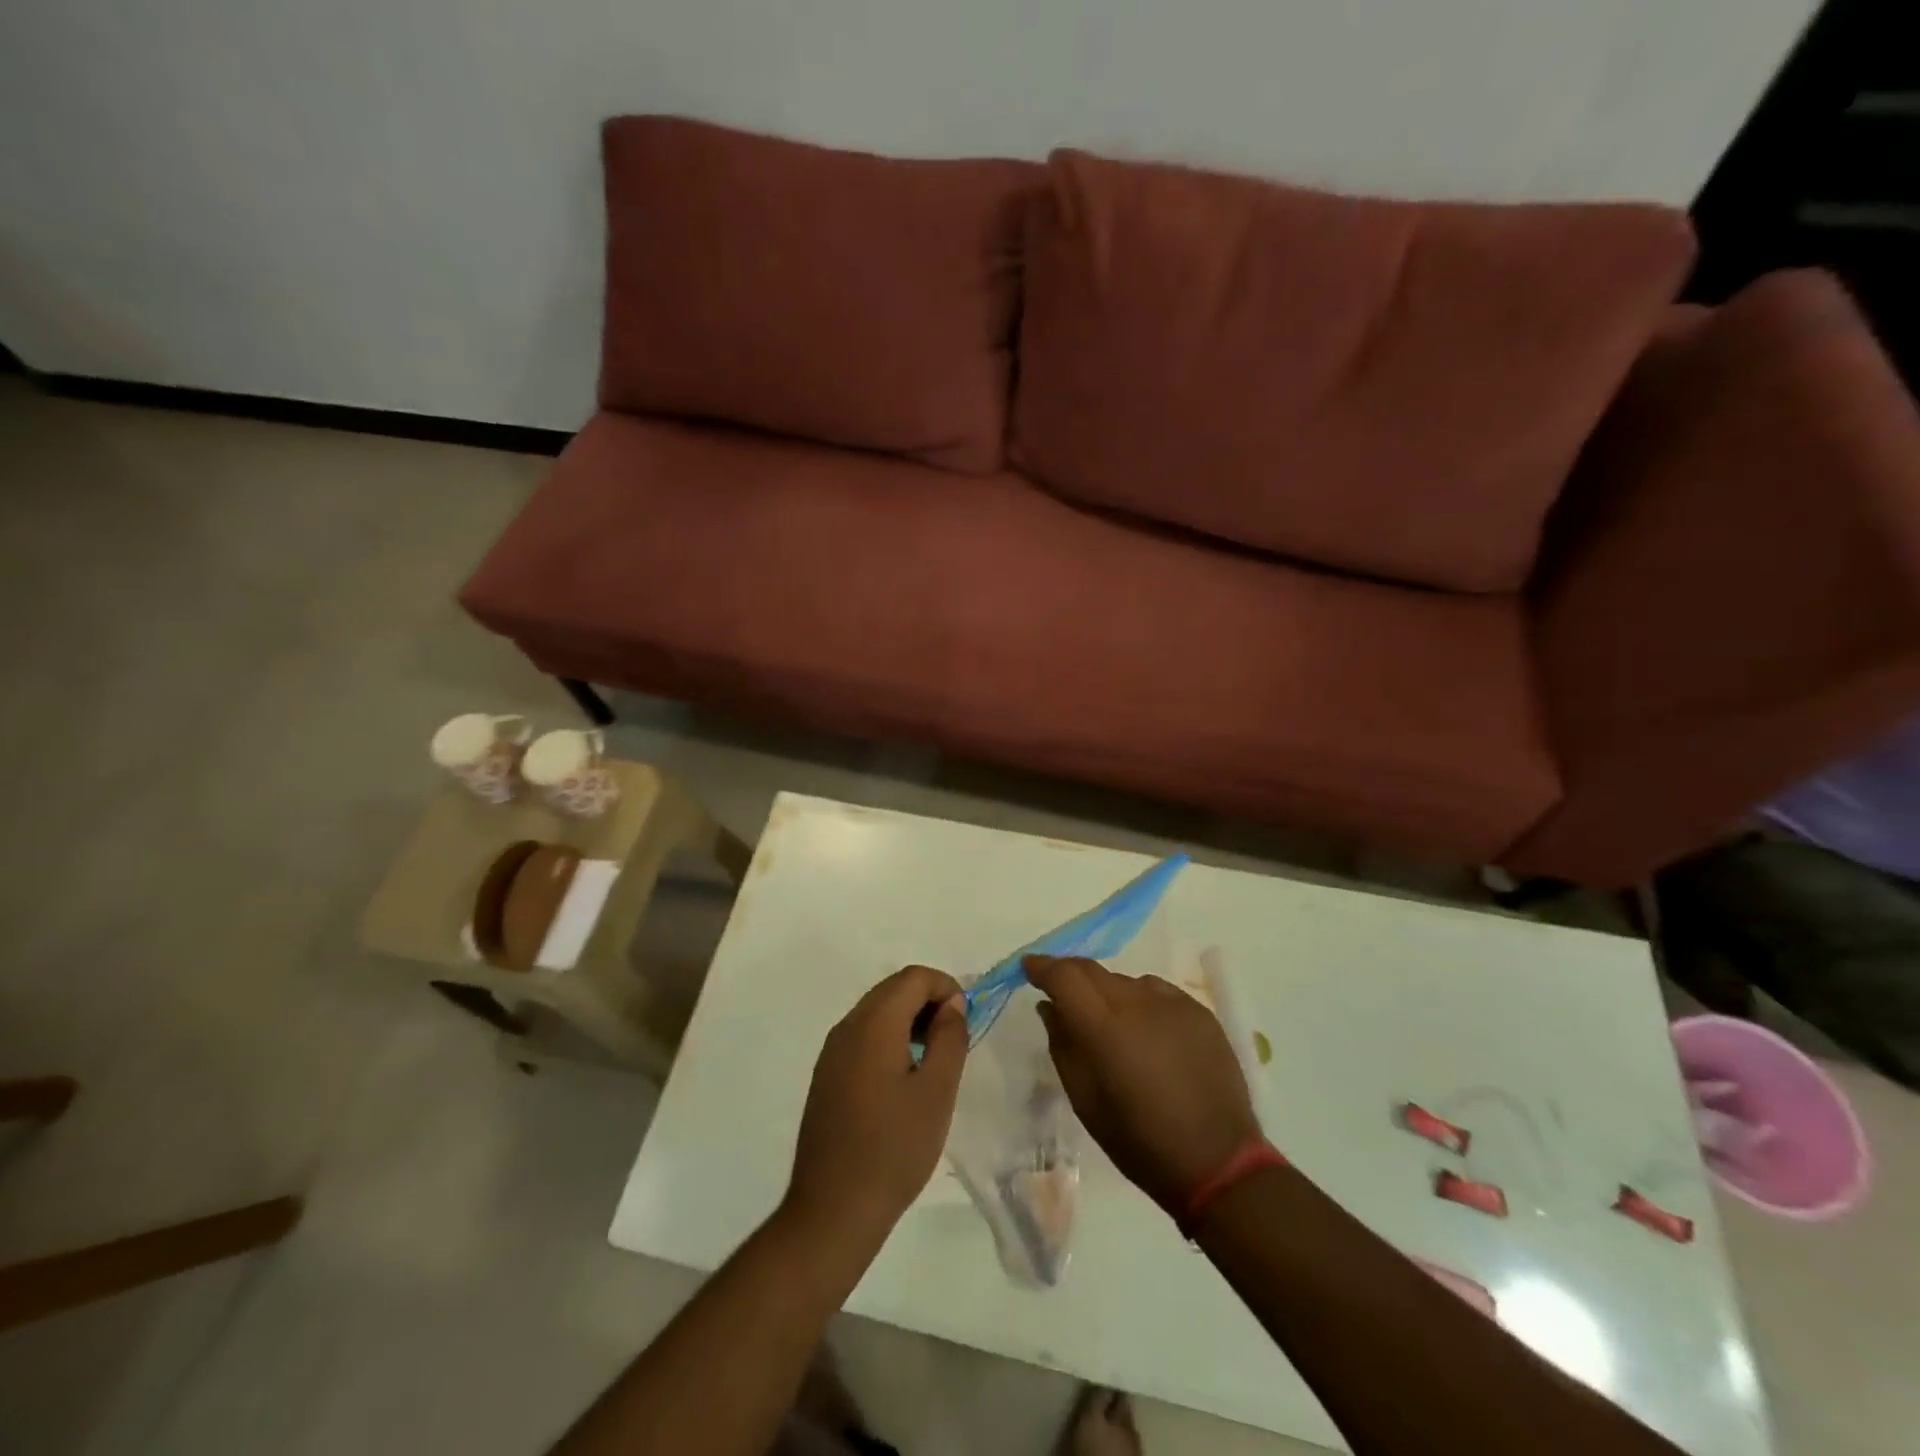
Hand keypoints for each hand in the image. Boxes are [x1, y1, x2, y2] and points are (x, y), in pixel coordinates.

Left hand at [784, 965, 969, 1247]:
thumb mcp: (936, 1091)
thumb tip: (952, 1004)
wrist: (833, 1210)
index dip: (946, 987)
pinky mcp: (827, 1076)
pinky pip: (863, 1037)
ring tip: (935, 1060)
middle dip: (929, 1001)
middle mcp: (847, 1027)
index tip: (967, 1021)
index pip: (913, 977)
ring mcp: (832, 1052)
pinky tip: (905, 1079)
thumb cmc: (894, 1148)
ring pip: (877, 1012)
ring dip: (910, 1020)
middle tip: (955, 1039)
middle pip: (893, 989)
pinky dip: (890, 1039)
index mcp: (873, 1024)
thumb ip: (949, 1038)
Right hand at [1026, 955, 1260, 1217]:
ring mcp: (1173, 1004)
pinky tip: (1147, 1031)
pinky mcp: (1200, 1011)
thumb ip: (1063, 1046)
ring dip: (1108, 993)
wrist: (1219, 1162)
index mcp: (1104, 1028)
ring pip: (1125, 981)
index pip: (1064, 976)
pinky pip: (1157, 992)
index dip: (1042, 967)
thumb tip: (1049, 1007)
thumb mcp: (1086, 1101)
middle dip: (1070, 975)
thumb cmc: (1140, 1142)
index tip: (1029, 969)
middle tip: (1061, 993)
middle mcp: (1137, 1003)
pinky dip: (1141, 1001)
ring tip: (1111, 1024)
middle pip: (1093, 970)